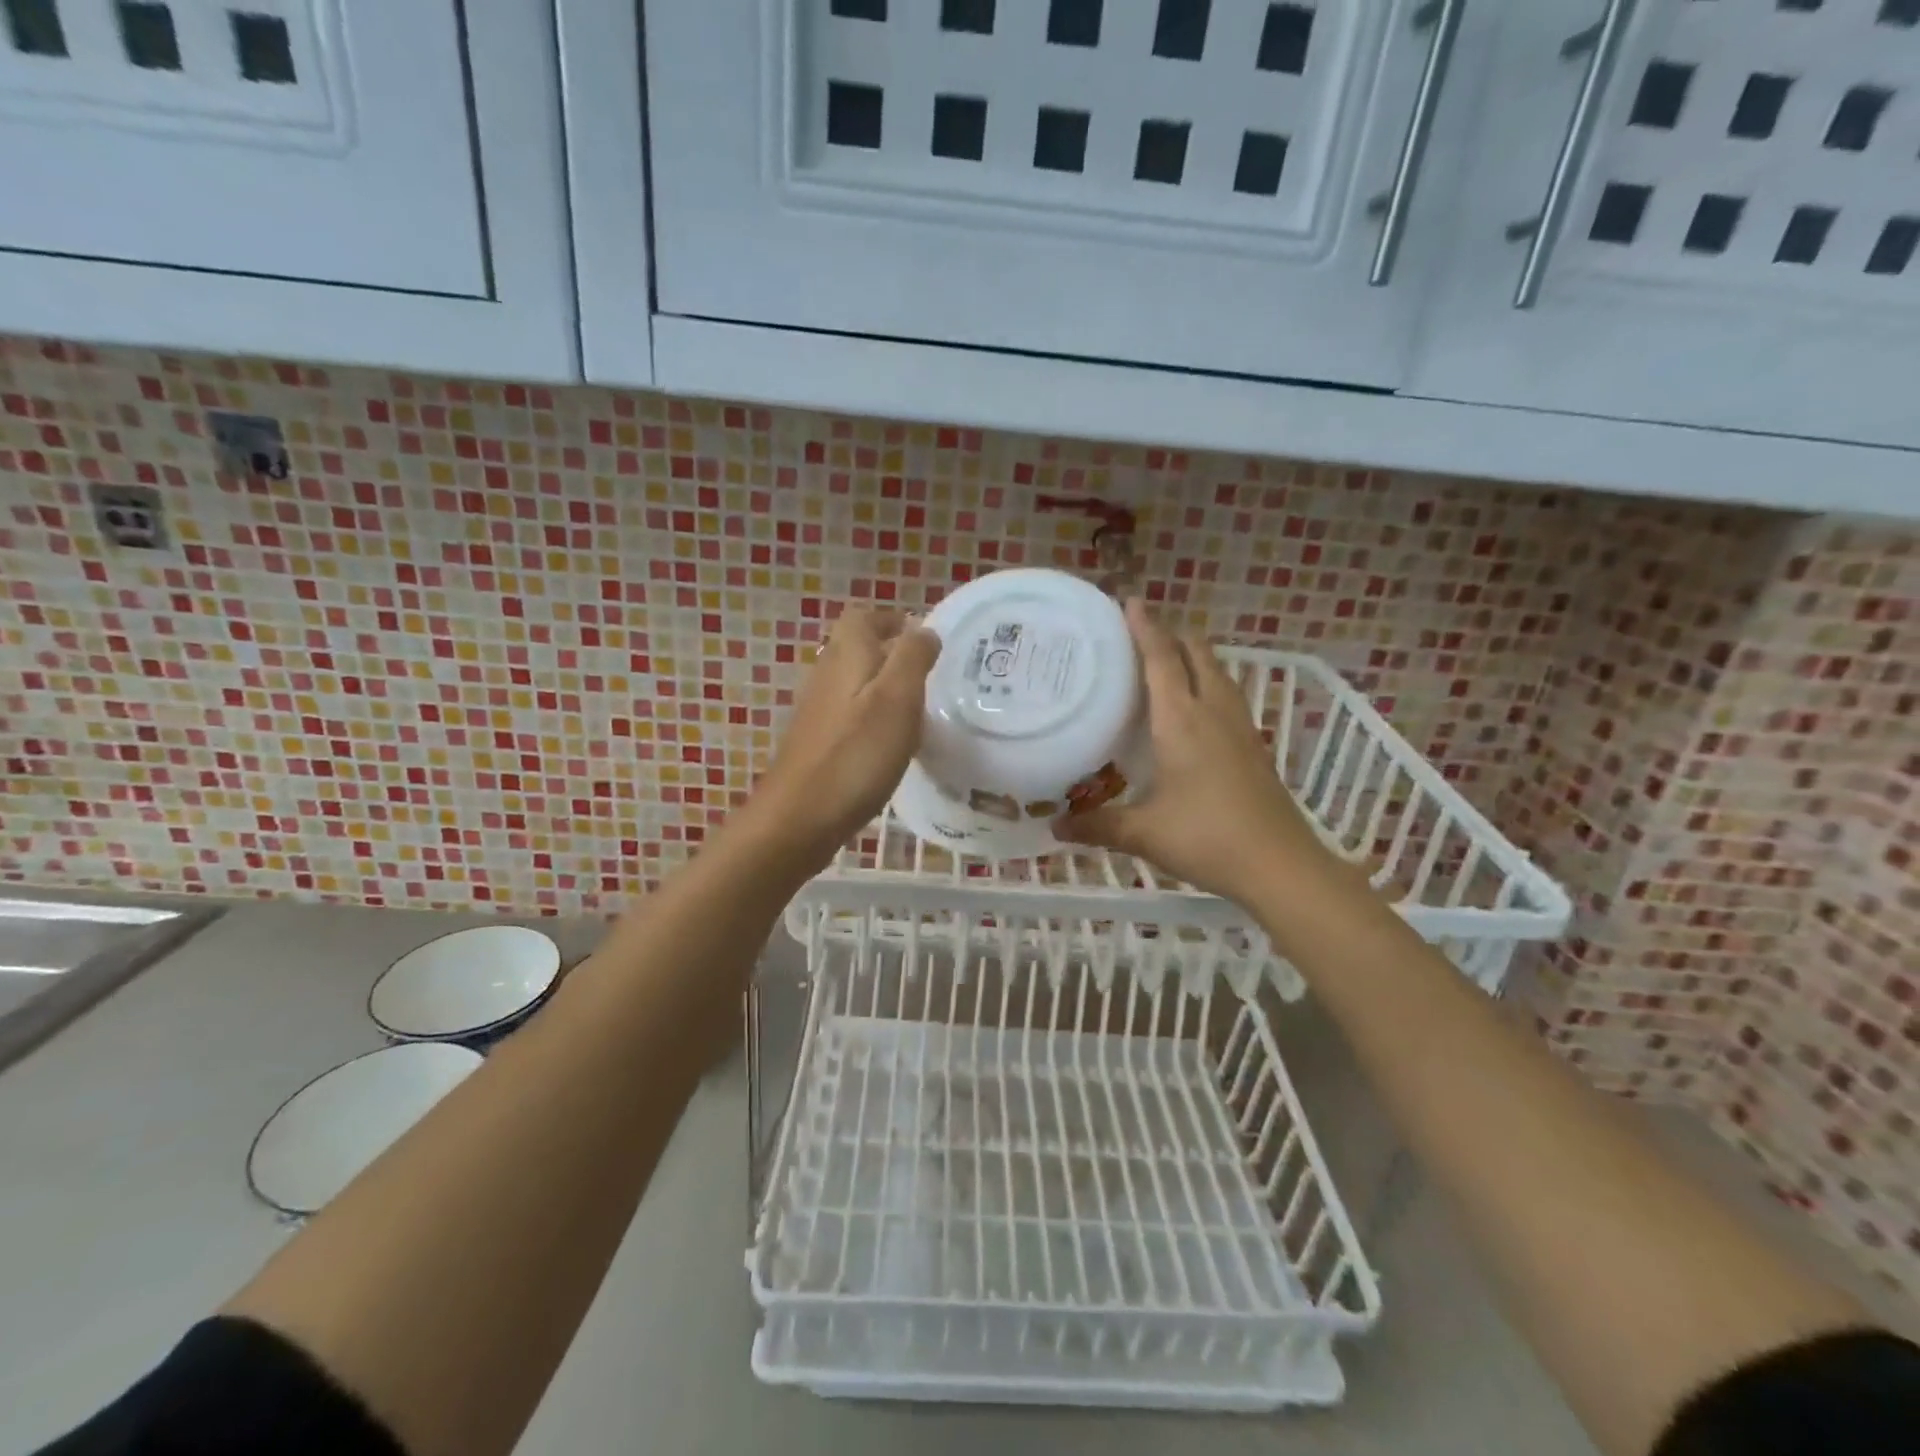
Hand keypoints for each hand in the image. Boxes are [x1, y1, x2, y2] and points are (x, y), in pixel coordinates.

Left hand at [737, 607, 939, 869]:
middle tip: (928, 674)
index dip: (891, 620)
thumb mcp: (897, 698)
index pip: (862, 616)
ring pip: (853, 682)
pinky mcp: (817, 741)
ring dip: (882, 685)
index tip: (922, 638)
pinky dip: (871, 716)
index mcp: (846, 655)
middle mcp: (825, 674)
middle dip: (890, 652)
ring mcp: (817, 710)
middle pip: (856, 647)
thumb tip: (923, 630)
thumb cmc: (856, 754)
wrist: (800, 817)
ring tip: (917, 708)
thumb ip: (912, 657)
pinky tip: (890, 743)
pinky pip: (849, 713)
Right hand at [1059, 599, 1330, 904]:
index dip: (1145, 627)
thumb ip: (1097, 825)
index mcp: (1181, 720)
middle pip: (1196, 653)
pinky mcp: (1254, 745)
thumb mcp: (1143, 833)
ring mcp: (1240, 727)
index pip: (1161, 658)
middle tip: (1141, 633)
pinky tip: (1195, 707)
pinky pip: (1227, 695)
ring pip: (1217, 672)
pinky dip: (1207, 683)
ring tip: (1167, 660)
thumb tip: (1054, 826)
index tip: (1130, 601)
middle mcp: (1213, 711)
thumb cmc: (1206, 837)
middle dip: (1171, 634)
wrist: (1279, 864)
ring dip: (1193, 656)